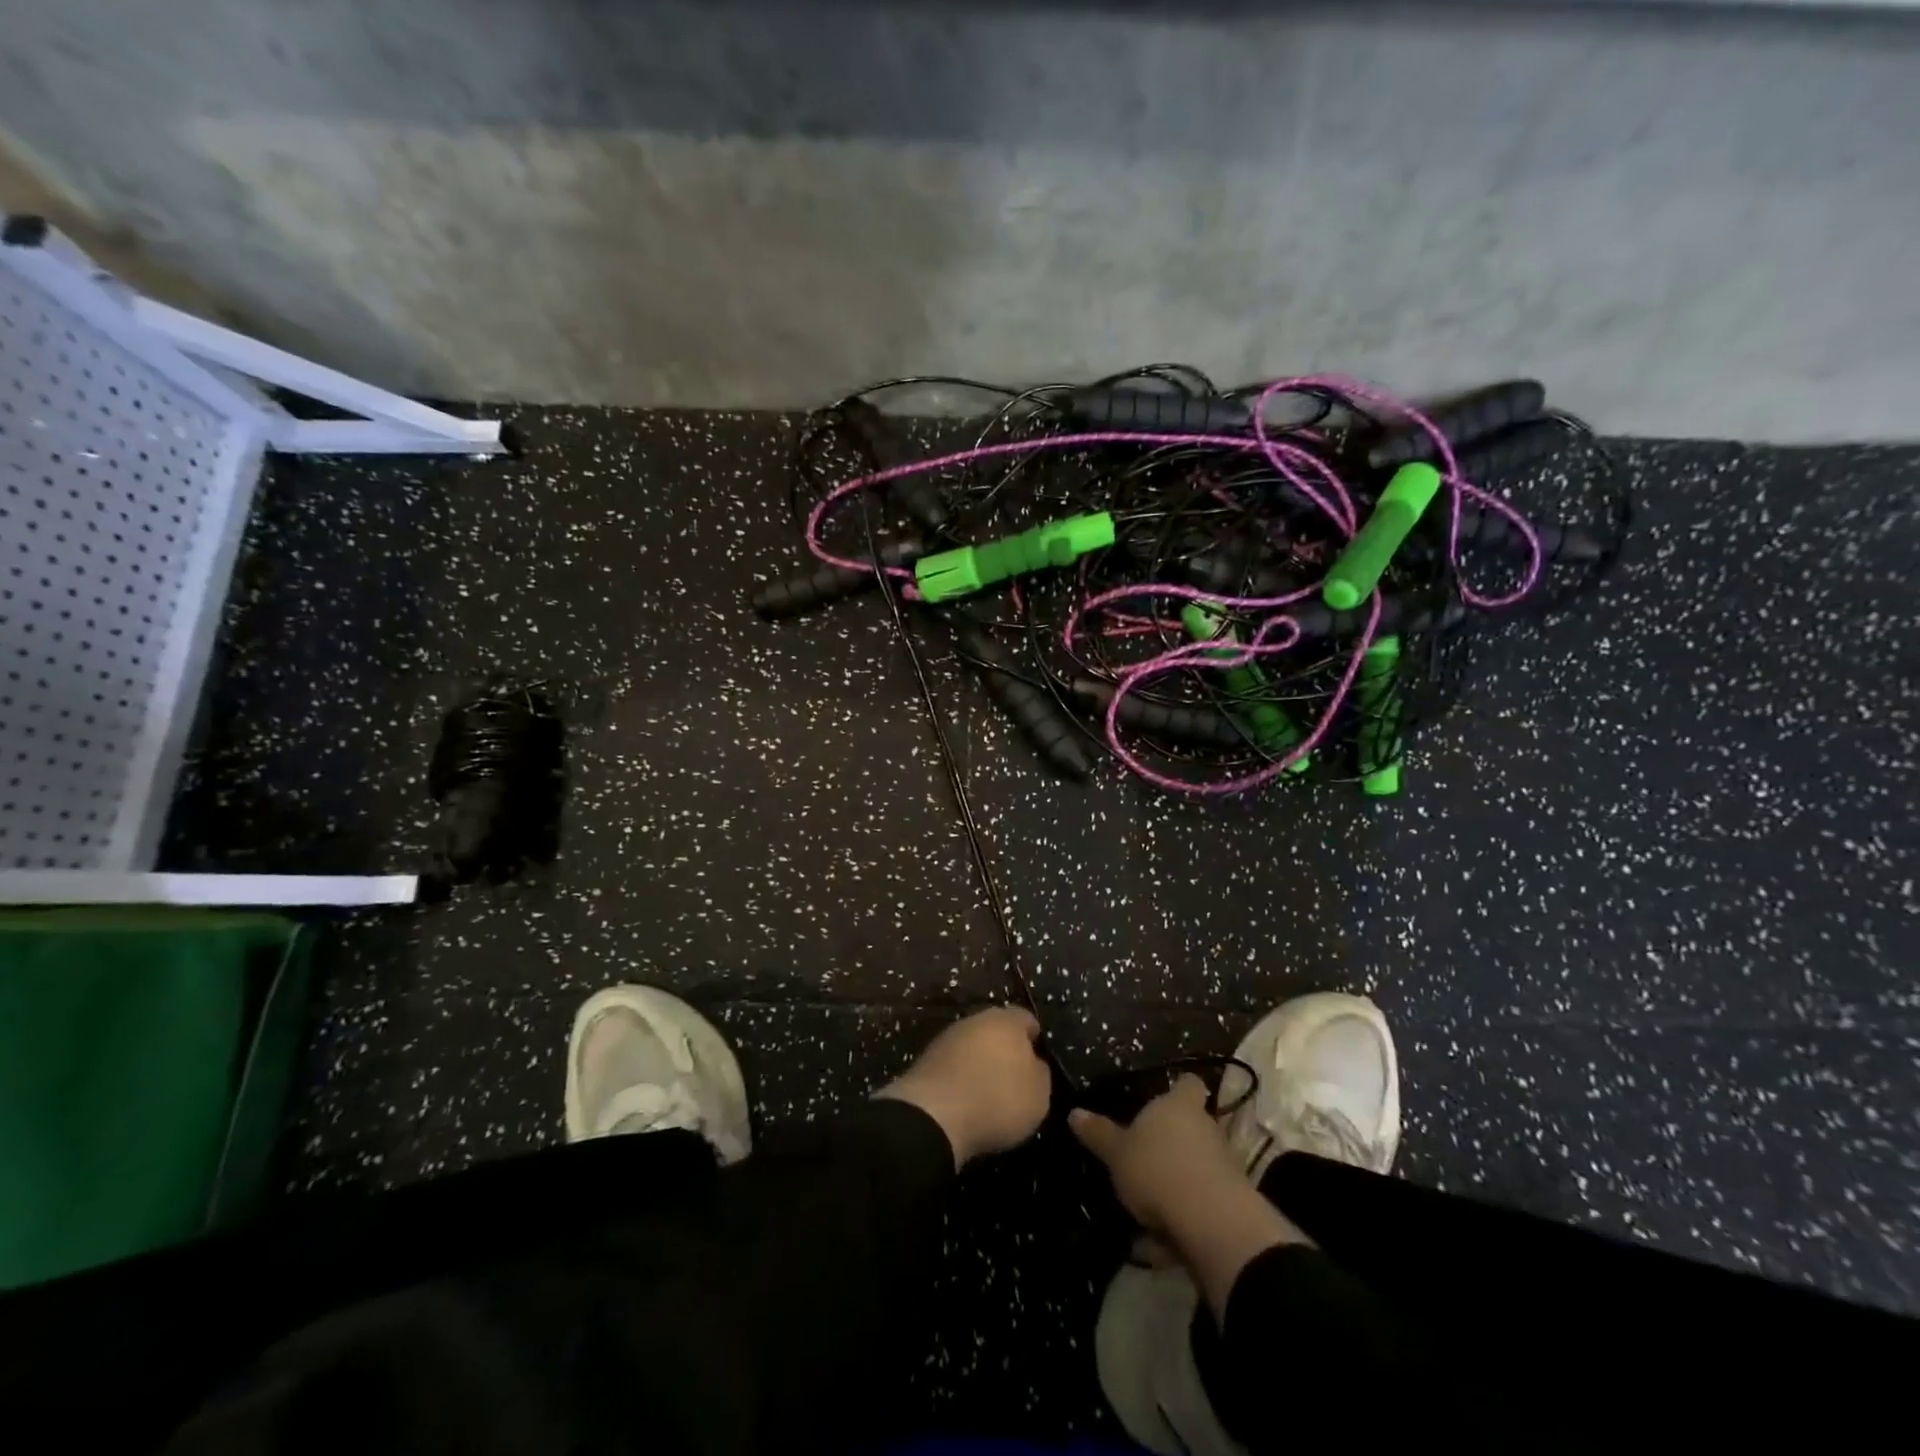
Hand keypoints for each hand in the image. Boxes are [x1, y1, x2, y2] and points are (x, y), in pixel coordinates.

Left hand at [877, 1006, 1051, 1166]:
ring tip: (989, 1092)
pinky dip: (961, 1077)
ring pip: (973, 1045)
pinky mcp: (927, 1058)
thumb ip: (1039, 1072)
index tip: (1039, 1063)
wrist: (934, 1115)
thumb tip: (1033, 1063)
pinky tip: (966, 1099)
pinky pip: (954, 1064)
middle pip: (997, 1029)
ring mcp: (948, 1037)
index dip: (1035, 1040)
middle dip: (1006, 1049)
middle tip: (1014, 1078)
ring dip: (981, 1062)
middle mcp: (976, 1019)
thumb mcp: (1038, 1094)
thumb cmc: (997, 1099)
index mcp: (1007, 1020)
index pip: (1027, 1020)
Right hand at [1072, 1076, 1306, 1314]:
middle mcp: (1207, 1128)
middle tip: (1142, 1156)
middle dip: (1171, 1142)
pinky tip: (1157, 1244)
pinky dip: (1181, 1220)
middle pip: (1192, 1127)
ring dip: (1175, 1184)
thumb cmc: (1159, 1168)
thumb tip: (1074, 1112)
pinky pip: (1200, 1205)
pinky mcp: (1231, 1205)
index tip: (1164, 1097)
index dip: (1178, 1089)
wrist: (1213, 1224)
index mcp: (1180, 1106)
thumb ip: (1098, 1133)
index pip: (1188, 1083)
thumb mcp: (1117, 1152)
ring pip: (1196, 1168)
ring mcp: (1224, 1167)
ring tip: (1144, 1208)